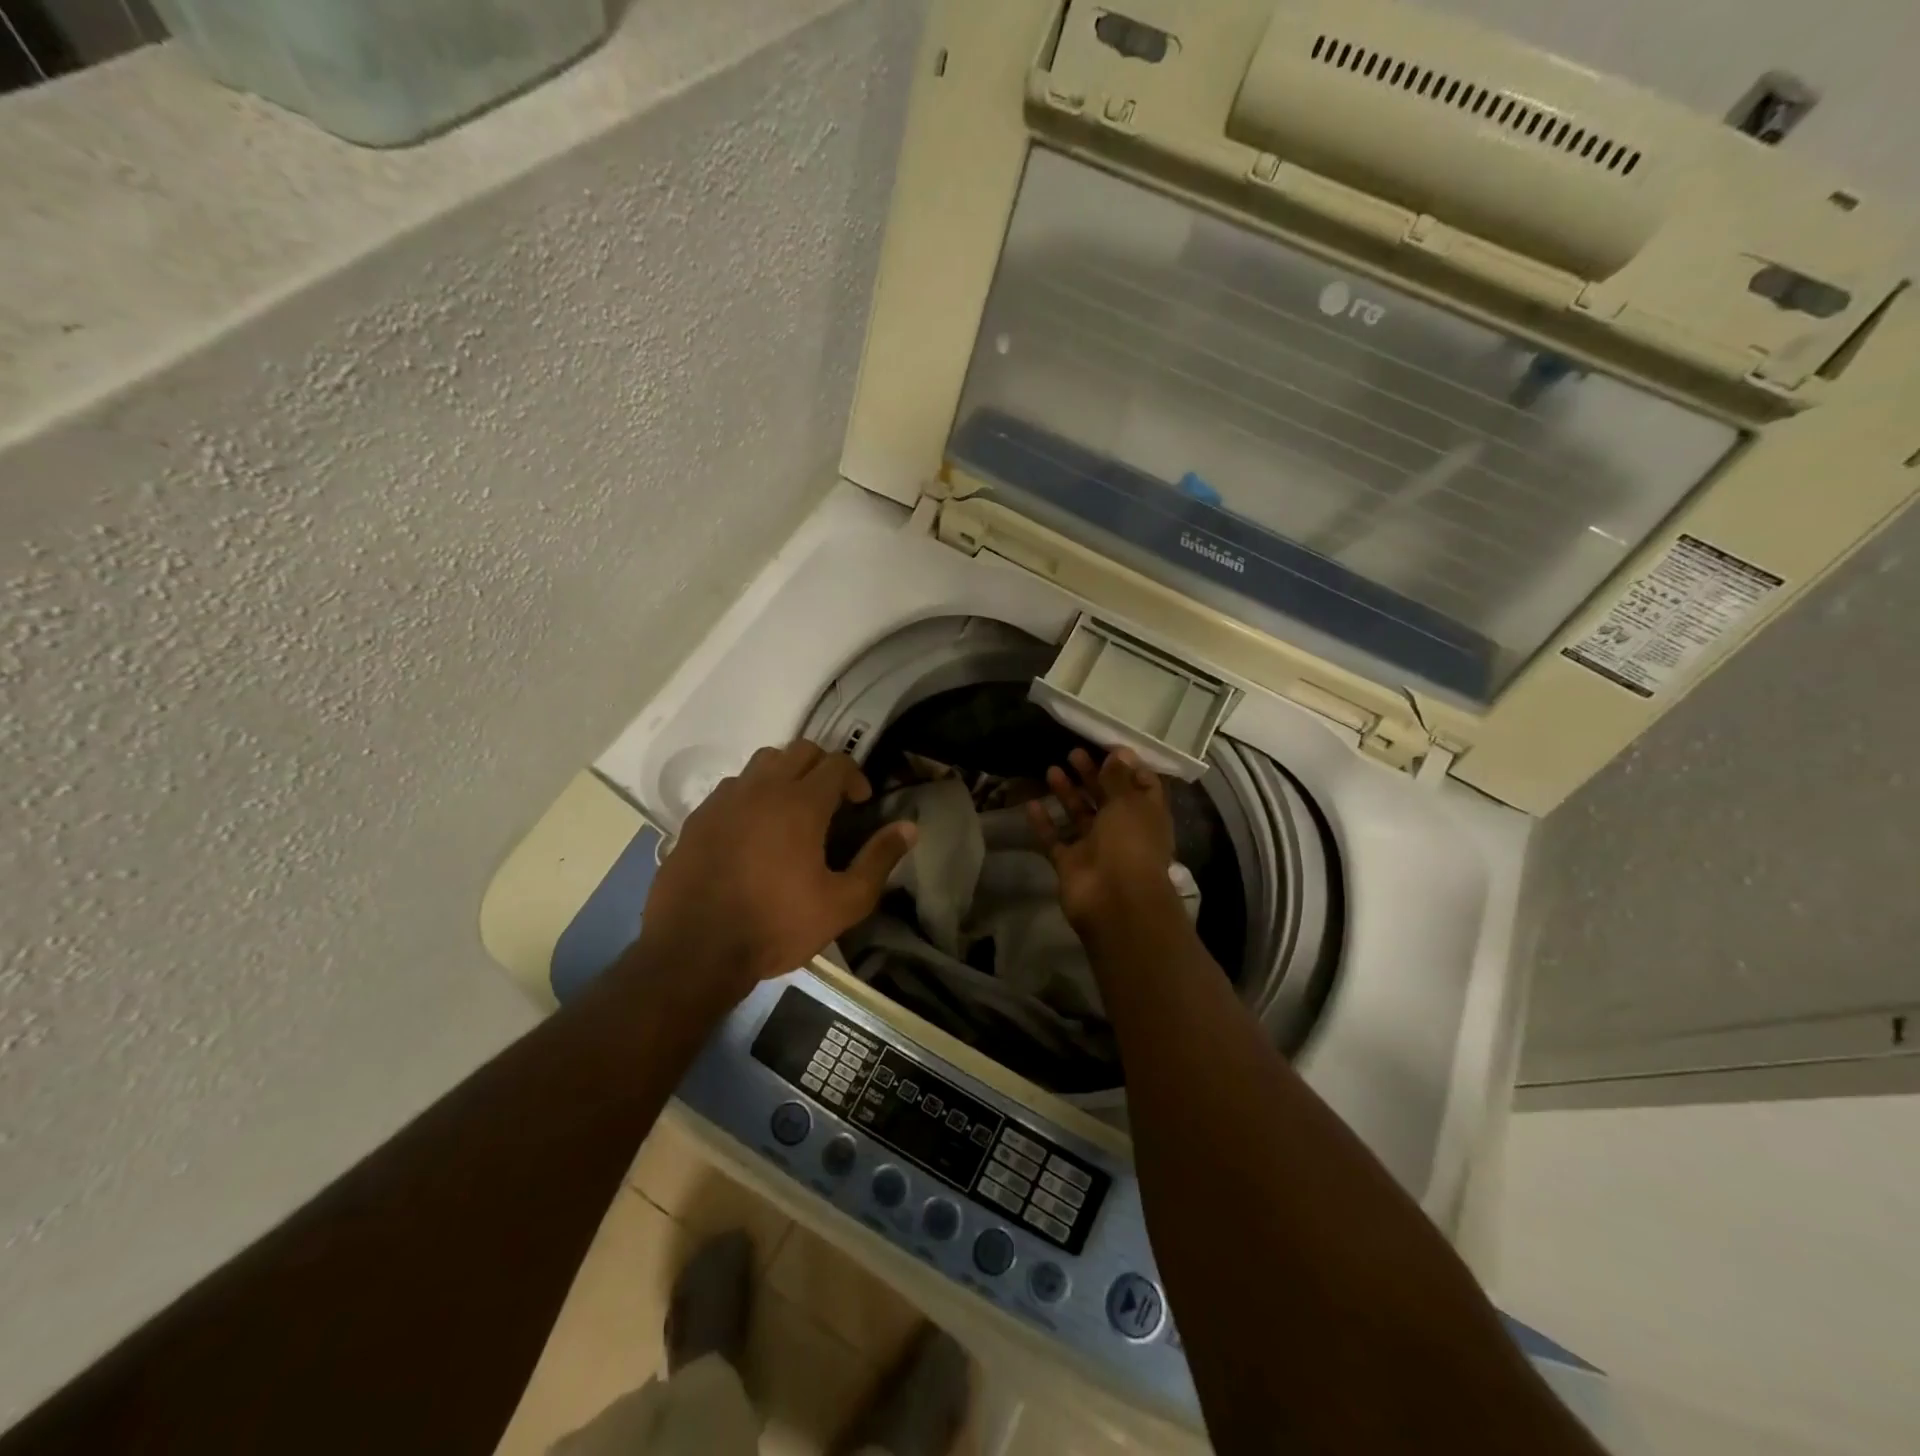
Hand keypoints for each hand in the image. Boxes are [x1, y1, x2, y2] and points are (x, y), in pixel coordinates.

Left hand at [636, 740, 917, 1002]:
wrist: (694, 951)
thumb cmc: (776, 925)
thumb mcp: (843, 902)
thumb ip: (878, 860)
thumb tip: (910, 827)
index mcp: (801, 803)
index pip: (837, 763)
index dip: (855, 777)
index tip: (861, 804)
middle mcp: (762, 788)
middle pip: (800, 750)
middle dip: (822, 767)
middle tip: (831, 802)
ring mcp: (724, 800)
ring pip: (762, 762)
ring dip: (784, 775)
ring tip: (791, 810)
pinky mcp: (697, 818)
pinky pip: (732, 787)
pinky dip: (751, 794)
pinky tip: (752, 829)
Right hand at [1026, 747, 1179, 937]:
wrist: (1114, 901)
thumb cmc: (1130, 843)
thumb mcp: (1128, 803)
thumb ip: (1119, 777)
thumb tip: (1120, 752)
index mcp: (1146, 815)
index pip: (1142, 785)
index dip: (1127, 766)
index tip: (1108, 747)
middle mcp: (1123, 830)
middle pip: (1106, 797)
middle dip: (1092, 775)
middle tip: (1073, 753)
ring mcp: (1095, 848)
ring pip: (1079, 816)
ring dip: (1067, 793)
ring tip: (1051, 769)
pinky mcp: (1071, 864)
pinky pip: (1055, 839)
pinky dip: (1044, 824)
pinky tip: (1030, 804)